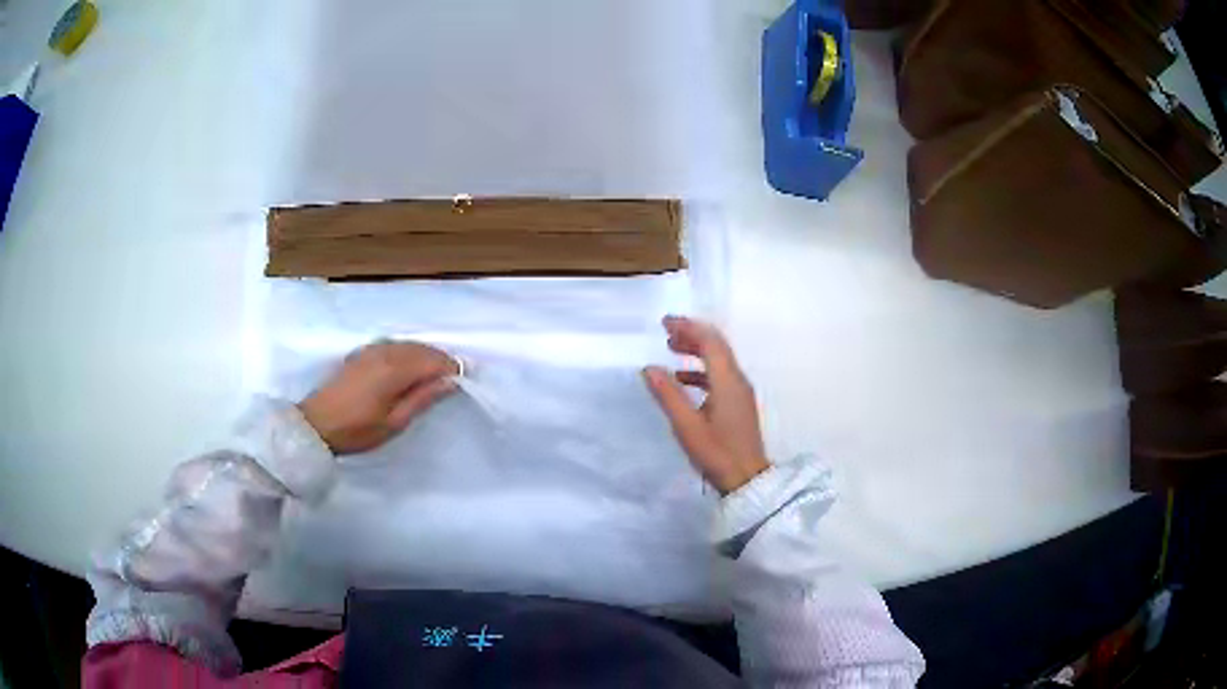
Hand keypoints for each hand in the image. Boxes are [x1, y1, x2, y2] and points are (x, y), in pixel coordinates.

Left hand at [299, 341, 459, 454]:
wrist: (316, 424)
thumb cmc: (357, 430)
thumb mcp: (394, 422)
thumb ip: (423, 398)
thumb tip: (451, 381)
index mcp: (395, 368)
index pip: (434, 360)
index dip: (452, 369)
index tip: (462, 384)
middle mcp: (385, 351)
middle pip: (423, 348)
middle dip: (440, 361)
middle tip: (450, 383)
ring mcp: (372, 349)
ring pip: (408, 345)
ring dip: (424, 356)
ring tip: (431, 378)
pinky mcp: (362, 352)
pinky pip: (394, 345)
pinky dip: (407, 353)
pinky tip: (407, 369)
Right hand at [643, 316, 768, 493]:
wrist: (746, 479)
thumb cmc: (716, 453)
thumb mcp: (687, 426)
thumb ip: (668, 395)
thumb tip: (649, 368)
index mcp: (727, 381)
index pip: (710, 342)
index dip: (688, 328)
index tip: (665, 322)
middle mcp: (737, 380)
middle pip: (716, 347)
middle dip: (692, 335)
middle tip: (666, 332)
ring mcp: (740, 393)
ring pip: (719, 360)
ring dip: (696, 351)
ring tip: (671, 349)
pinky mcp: (738, 404)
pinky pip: (720, 376)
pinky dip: (701, 370)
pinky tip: (683, 380)